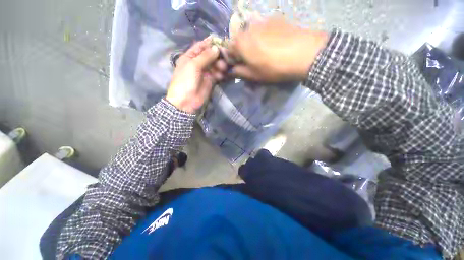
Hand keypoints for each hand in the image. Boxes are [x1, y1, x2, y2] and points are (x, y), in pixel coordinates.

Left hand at [166, 37, 224, 113]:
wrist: (186, 101)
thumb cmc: (186, 81)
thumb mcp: (193, 65)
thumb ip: (205, 56)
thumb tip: (216, 48)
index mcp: (190, 56)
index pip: (201, 46)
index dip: (210, 43)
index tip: (221, 42)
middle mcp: (198, 63)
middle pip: (210, 55)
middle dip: (218, 56)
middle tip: (225, 58)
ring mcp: (205, 73)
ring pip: (215, 65)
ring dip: (220, 65)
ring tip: (223, 69)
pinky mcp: (210, 81)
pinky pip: (217, 74)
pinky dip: (220, 74)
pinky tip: (222, 75)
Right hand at [227, 16, 328, 82]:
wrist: (303, 53)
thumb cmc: (272, 68)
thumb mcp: (253, 75)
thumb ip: (239, 72)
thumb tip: (231, 70)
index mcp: (240, 42)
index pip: (228, 50)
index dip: (233, 59)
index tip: (241, 67)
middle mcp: (248, 28)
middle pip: (240, 40)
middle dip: (243, 51)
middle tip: (254, 61)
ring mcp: (262, 21)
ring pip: (252, 34)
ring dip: (254, 43)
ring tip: (266, 53)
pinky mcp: (275, 19)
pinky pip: (264, 29)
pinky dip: (265, 36)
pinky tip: (276, 44)